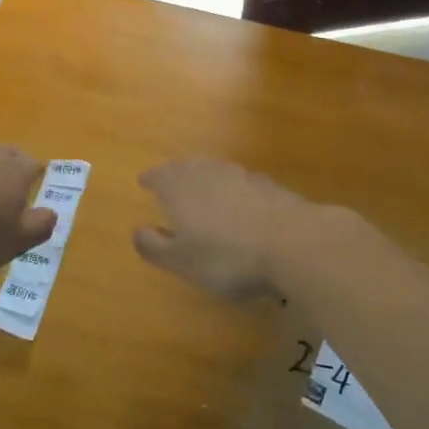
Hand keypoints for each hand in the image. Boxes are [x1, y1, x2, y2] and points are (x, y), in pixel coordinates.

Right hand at [134, 158, 337, 302]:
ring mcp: (241, 175)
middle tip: (171, 180)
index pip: (159, 176)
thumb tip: (137, 230)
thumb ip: (155, 246)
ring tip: (202, 187)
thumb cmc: (227, 256)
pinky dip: (234, 187)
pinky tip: (240, 200)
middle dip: (176, 173)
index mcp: (180, 188)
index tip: (144, 181)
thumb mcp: (182, 261)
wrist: (292, 242)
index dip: (151, 179)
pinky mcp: (268, 185)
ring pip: (215, 170)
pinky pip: (241, 181)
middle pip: (187, 167)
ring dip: (205, 176)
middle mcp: (208, 172)